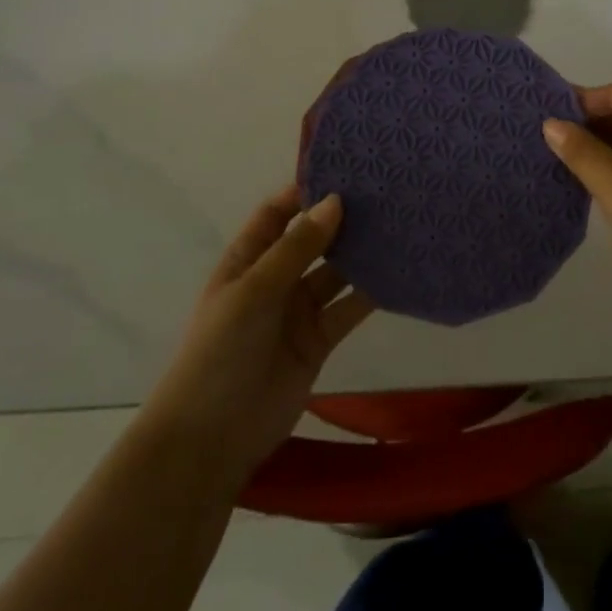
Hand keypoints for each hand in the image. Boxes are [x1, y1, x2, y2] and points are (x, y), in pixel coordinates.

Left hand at [147, 188, 374, 491]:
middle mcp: (274, 280)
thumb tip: (335, 201)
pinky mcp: (320, 340)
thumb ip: (296, 248)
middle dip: (341, 220)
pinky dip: (372, 293)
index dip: (304, 192)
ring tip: (399, 225)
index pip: (276, 214)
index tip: (345, 171)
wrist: (211, 440)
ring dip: (361, 254)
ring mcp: (298, 311)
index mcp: (246, 261)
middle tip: (384, 194)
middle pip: (312, 240)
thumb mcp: (253, 292)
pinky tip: (400, 273)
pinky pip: (349, 308)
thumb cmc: (219, 353)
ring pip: (336, 272)